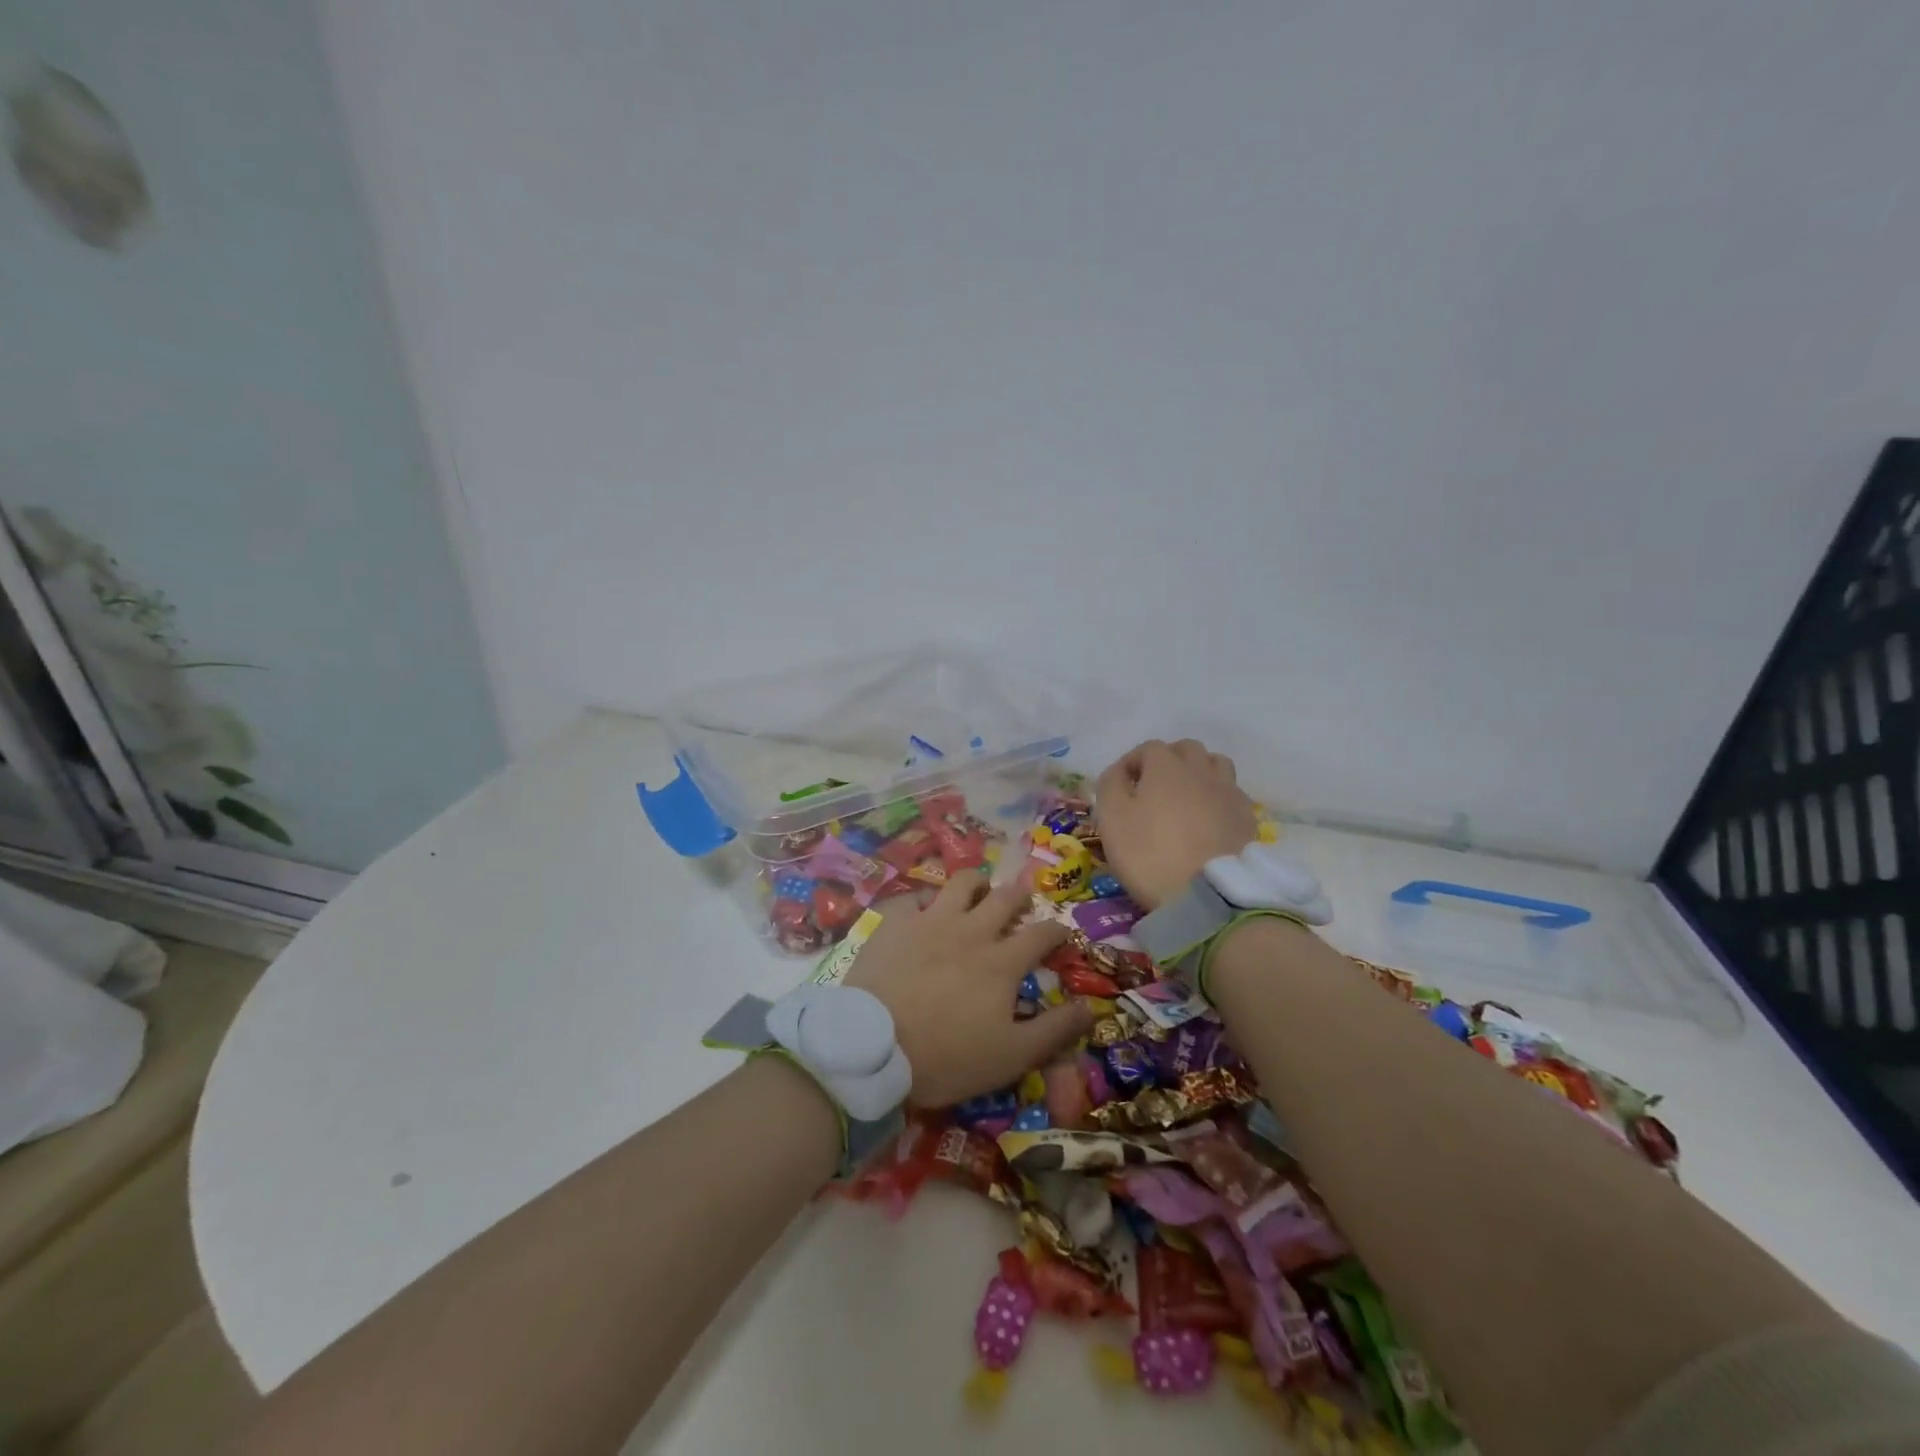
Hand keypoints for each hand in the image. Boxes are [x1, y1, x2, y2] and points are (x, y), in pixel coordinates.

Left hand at [843, 871, 1092, 1107]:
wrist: (873, 1046)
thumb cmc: (946, 1056)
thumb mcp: (1011, 1056)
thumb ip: (1054, 1030)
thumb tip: (1093, 1008)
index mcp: (1002, 961)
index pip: (1041, 934)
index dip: (1057, 931)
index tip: (1062, 933)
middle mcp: (971, 930)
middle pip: (1004, 897)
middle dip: (1020, 895)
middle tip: (1022, 901)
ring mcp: (930, 920)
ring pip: (961, 883)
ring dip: (976, 884)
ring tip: (979, 891)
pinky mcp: (895, 922)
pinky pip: (913, 897)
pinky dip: (923, 900)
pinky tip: (923, 910)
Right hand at [1095, 739, 1257, 909]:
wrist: (1208, 895)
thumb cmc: (1150, 853)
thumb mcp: (1111, 819)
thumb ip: (1110, 785)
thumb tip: (1118, 772)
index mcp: (1166, 766)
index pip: (1148, 748)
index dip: (1132, 762)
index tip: (1121, 786)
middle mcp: (1200, 770)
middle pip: (1186, 749)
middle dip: (1167, 761)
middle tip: (1153, 788)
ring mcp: (1228, 792)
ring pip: (1215, 764)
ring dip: (1198, 772)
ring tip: (1185, 797)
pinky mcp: (1247, 817)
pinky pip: (1231, 793)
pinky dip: (1217, 797)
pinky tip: (1208, 819)